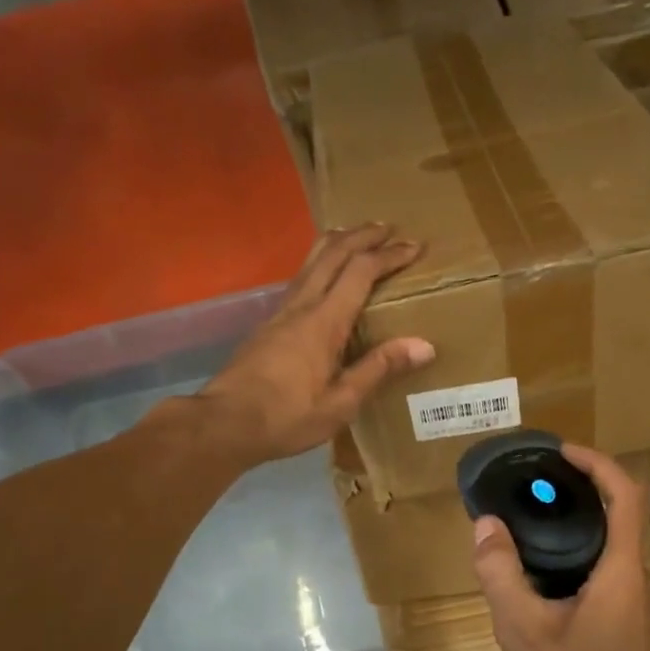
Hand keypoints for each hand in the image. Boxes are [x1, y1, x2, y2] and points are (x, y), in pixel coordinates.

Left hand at [198, 224, 433, 464]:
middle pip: (332, 253)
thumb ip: (379, 369)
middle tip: (389, 228)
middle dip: (363, 236)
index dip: (388, 255)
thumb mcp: (341, 402)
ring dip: (338, 243)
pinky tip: (325, 276)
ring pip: (311, 261)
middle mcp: (302, 305)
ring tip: (357, 237)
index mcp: (324, 321)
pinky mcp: (268, 323)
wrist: (224, 422)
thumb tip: (424, 345)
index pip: (360, 272)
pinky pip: (301, 277)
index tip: (414, 246)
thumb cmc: (287, 417)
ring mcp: (281, 311)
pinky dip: (321, 263)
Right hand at [471, 446, 649, 650]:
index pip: (624, 496)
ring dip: (582, 533)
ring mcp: (648, 608)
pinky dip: (587, 560)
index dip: (597, 464)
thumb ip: (500, 572)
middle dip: (581, 497)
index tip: (563, 453)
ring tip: (536, 533)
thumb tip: (486, 525)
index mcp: (624, 572)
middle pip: (619, 521)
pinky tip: (552, 582)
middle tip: (536, 493)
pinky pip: (615, 577)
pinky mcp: (639, 628)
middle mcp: (645, 582)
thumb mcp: (522, 628)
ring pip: (616, 553)